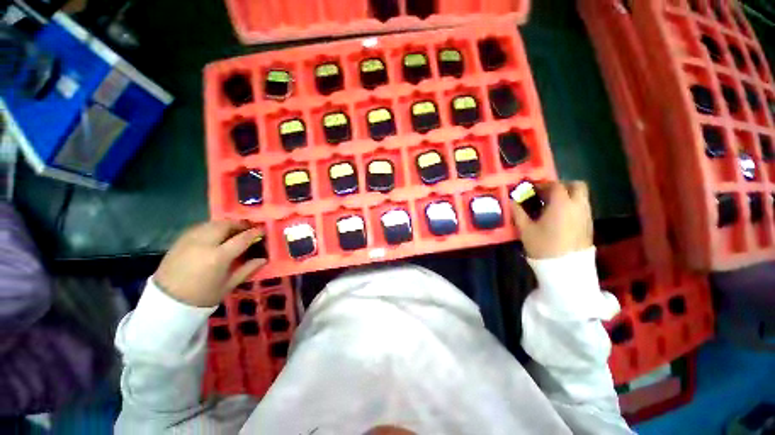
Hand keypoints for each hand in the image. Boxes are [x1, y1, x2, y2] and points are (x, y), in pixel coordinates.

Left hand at [154, 220, 265, 306]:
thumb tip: (263, 259)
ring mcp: (189, 240)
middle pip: (226, 225)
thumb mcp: (229, 285)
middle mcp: (204, 244)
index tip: (262, 230)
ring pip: (211, 224)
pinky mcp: (179, 241)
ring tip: (232, 231)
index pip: (242, 238)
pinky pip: (199, 228)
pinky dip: (211, 227)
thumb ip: (247, 269)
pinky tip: (214, 235)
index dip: (254, 233)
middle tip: (247, 229)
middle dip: (239, 224)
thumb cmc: (202, 296)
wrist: (167, 302)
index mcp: (218, 257)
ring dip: (225, 224)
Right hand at [511, 181, 592, 258]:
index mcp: (561, 204)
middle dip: (562, 186)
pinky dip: (572, 206)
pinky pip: (582, 207)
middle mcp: (578, 205)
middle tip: (548, 194)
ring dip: (568, 196)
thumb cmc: (543, 246)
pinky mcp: (589, 225)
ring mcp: (586, 215)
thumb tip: (511, 201)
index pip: (555, 185)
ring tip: (552, 206)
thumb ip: (518, 212)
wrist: (565, 268)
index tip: (532, 190)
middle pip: (576, 185)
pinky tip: (560, 217)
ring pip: (581, 197)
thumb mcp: (525, 229)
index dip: (543, 185)